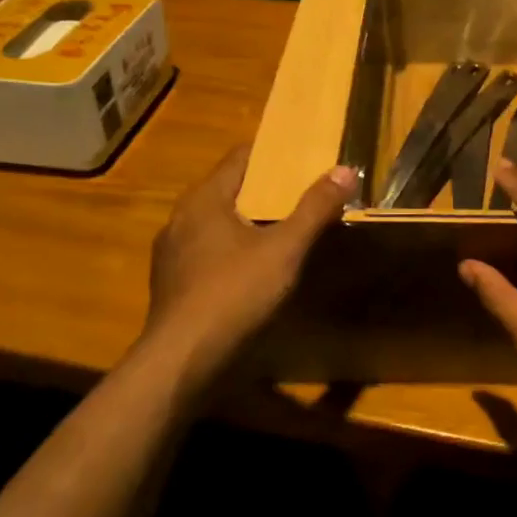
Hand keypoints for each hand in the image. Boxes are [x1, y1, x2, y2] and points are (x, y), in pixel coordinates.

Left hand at [143, 145, 355, 384]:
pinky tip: (253, 269)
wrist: (181, 361)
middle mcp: (181, 218)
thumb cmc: (234, 294)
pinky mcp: (172, 284)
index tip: (302, 156)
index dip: (272, 155)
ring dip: (247, 222)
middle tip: (302, 191)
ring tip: (283, 228)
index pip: (240, 158)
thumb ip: (314, 209)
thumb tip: (345, 170)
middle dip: (265, 189)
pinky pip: (207, 252)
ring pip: (216, 223)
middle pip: (228, 190)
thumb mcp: (284, 250)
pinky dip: (232, 250)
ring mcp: (172, 254)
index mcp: (204, 200)